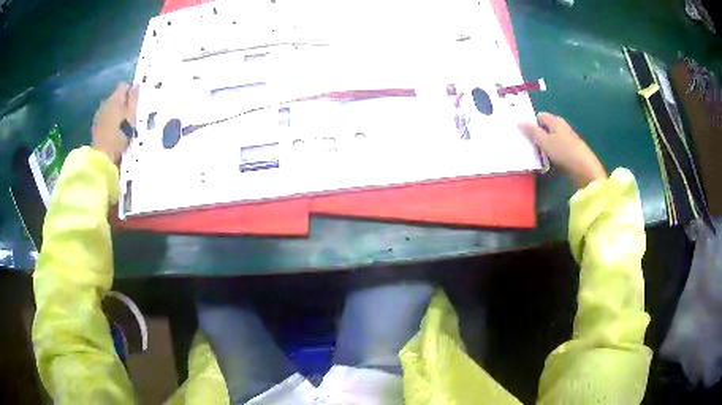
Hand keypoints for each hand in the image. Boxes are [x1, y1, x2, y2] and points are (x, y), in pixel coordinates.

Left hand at [92, 83, 138, 162]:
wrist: (102, 157)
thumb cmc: (119, 136)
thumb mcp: (131, 117)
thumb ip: (134, 100)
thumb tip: (136, 86)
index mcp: (115, 98)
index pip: (124, 85)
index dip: (130, 91)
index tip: (135, 101)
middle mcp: (105, 102)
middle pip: (116, 96)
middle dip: (123, 102)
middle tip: (130, 115)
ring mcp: (99, 114)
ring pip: (110, 106)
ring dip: (116, 111)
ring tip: (122, 124)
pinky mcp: (95, 125)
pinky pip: (105, 116)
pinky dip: (110, 119)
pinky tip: (113, 130)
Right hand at [519, 112, 605, 187]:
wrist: (585, 168)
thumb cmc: (564, 152)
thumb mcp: (544, 142)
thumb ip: (532, 132)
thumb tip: (520, 122)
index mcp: (555, 121)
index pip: (540, 116)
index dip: (532, 124)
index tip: (527, 135)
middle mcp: (562, 126)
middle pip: (546, 128)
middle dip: (539, 135)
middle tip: (532, 146)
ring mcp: (568, 138)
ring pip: (552, 139)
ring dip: (546, 146)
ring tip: (540, 156)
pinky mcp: (572, 150)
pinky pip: (558, 148)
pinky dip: (553, 153)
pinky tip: (552, 161)